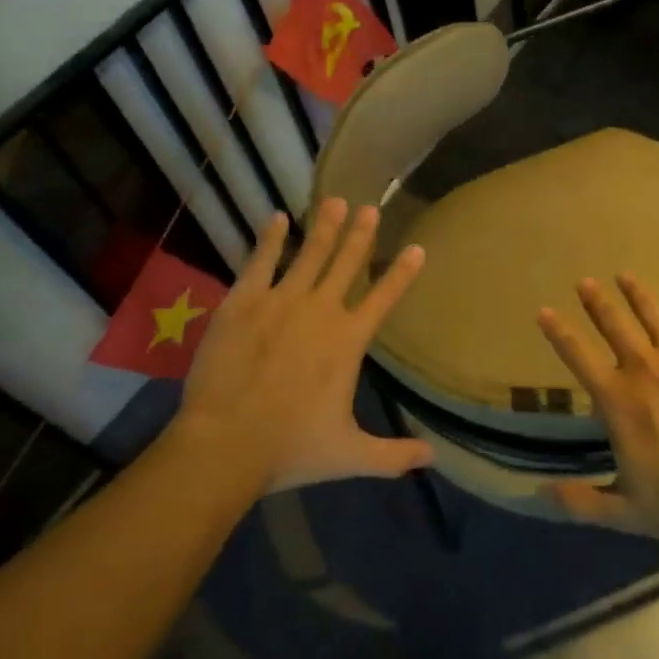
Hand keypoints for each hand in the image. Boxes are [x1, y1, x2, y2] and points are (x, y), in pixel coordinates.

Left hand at [174, 199, 432, 492]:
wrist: (226, 443)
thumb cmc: (291, 447)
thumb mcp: (351, 455)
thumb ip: (394, 455)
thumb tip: (432, 458)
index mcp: (348, 341)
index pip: (384, 297)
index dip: (402, 272)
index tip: (417, 247)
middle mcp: (320, 311)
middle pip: (347, 263)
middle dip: (360, 234)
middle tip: (370, 207)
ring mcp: (280, 301)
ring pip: (309, 254)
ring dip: (323, 226)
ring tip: (334, 200)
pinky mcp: (243, 302)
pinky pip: (261, 261)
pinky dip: (270, 238)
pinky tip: (276, 218)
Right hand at [536, 273, 658, 545]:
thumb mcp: (627, 512)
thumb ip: (581, 501)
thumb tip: (539, 492)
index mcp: (616, 399)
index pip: (577, 356)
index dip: (557, 332)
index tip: (544, 311)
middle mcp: (643, 366)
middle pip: (613, 324)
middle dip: (596, 302)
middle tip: (585, 282)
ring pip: (652, 313)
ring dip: (636, 292)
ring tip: (624, 275)